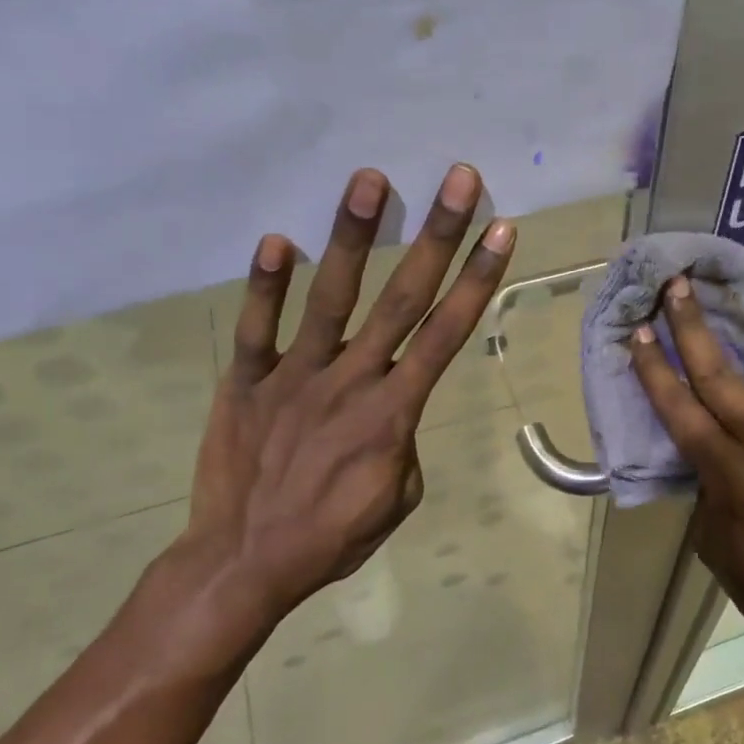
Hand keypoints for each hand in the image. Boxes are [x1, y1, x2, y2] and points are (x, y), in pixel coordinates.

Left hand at [157, 163, 514, 668]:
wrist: (243, 564)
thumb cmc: (331, 537)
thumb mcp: (398, 500)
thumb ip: (405, 442)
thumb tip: (395, 408)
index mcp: (394, 412)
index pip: (447, 334)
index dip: (477, 280)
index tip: (500, 231)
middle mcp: (350, 379)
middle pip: (403, 298)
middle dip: (437, 236)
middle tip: (458, 179)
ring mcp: (294, 376)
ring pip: (331, 297)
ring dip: (354, 236)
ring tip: (371, 180)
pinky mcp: (244, 381)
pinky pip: (256, 327)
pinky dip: (266, 284)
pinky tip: (278, 239)